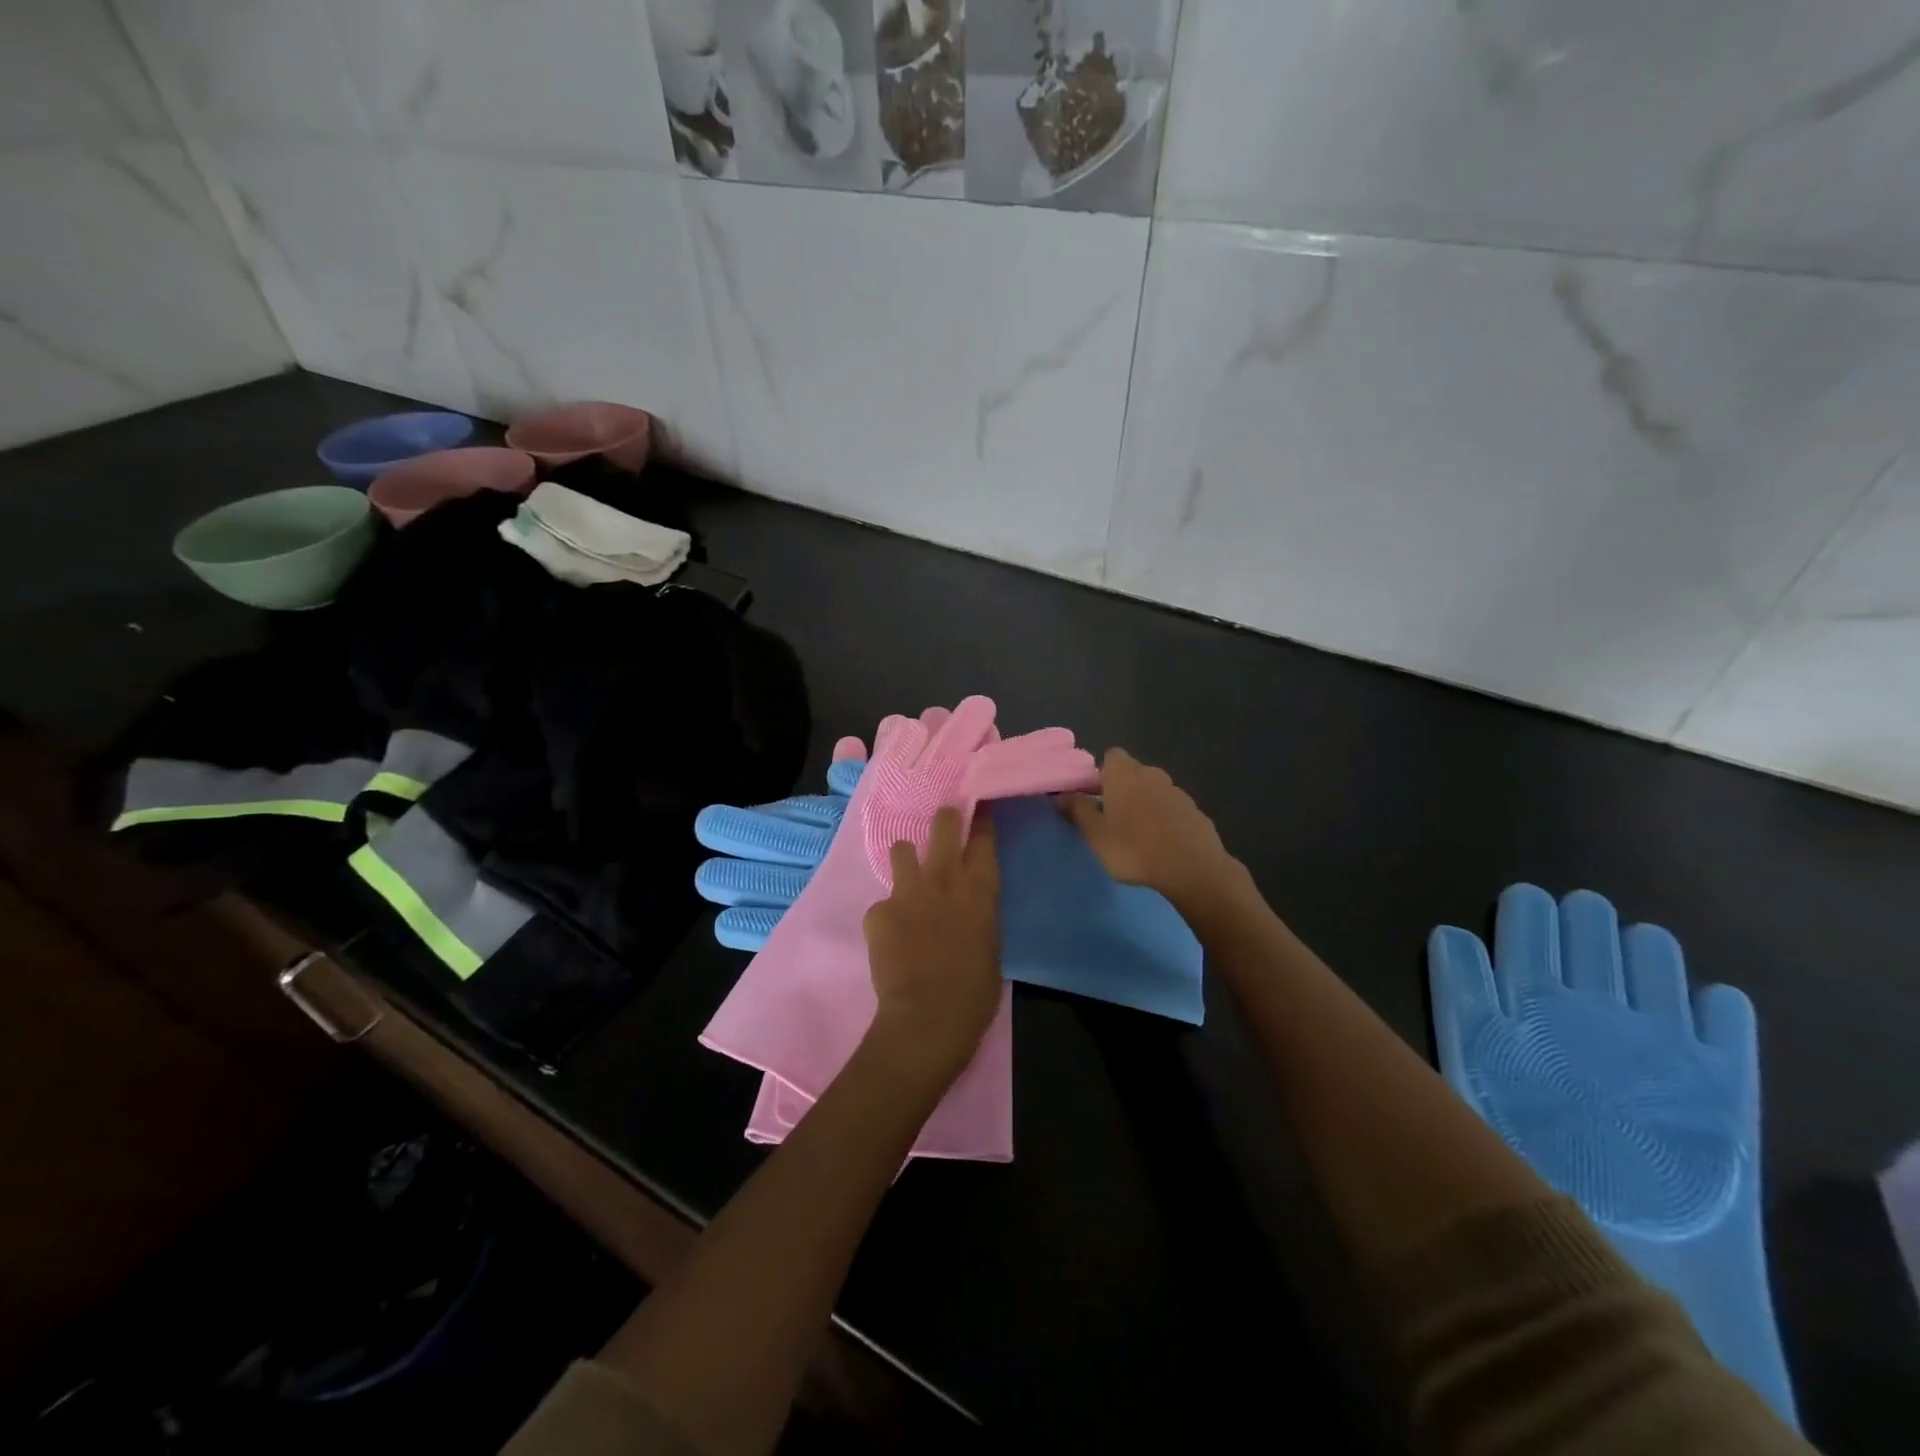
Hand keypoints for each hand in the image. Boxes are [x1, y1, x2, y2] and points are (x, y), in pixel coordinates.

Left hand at [861, 807, 1001, 1088]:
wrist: (927, 1018)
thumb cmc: (974, 992)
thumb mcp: (991, 944)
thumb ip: (978, 913)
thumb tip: (967, 907)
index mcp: (980, 889)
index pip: (983, 836)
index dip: (981, 819)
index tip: (979, 811)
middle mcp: (944, 878)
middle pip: (943, 823)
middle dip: (944, 819)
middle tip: (943, 826)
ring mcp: (907, 890)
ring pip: (901, 848)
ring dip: (906, 861)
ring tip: (908, 883)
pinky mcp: (878, 910)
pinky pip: (882, 902)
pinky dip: (887, 915)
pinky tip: (891, 939)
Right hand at [1059, 748, 1247, 924]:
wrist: (1192, 869)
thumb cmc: (1134, 848)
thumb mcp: (1095, 833)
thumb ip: (1077, 810)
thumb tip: (1061, 794)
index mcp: (1125, 773)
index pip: (1110, 757)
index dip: (1100, 775)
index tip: (1093, 798)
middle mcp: (1152, 773)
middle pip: (1131, 774)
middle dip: (1121, 792)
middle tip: (1110, 821)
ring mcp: (1177, 791)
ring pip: (1152, 792)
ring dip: (1143, 807)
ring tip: (1136, 838)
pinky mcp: (1195, 812)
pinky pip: (1171, 810)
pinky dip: (1163, 821)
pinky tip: (1160, 846)